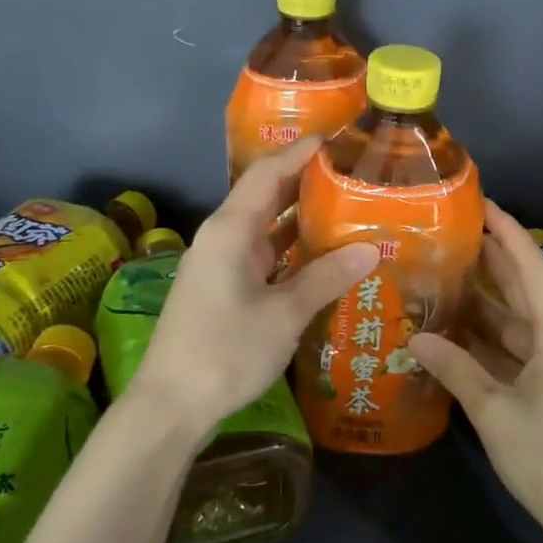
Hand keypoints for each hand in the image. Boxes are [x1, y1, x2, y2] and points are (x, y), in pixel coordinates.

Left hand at [128, 138, 377, 439]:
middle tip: (354, 175)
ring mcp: (220, 264)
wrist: (171, 404)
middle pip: (266, 196)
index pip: (268, 173)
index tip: (340, 138)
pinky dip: (291, 251)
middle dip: (307, 182)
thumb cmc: (225, 351)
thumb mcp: (284, 314)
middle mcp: (223, 238)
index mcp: (231, 230)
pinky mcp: (223, 289)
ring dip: (301, 219)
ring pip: (266, 228)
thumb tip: (370, 248)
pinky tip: (322, 257)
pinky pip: (263, 256)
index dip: (301, 152)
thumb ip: (326, 277)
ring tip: (348, 210)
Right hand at [409, 204, 542, 534]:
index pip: (531, 270)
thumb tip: (415, 338)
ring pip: (516, 322)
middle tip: (453, 235)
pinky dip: (487, 339)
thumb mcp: (494, 411)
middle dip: (493, 260)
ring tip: (445, 276)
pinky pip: (514, 351)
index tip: (483, 204)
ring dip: (485, 303)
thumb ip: (456, 369)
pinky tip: (455, 331)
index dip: (508, 233)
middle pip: (524, 290)